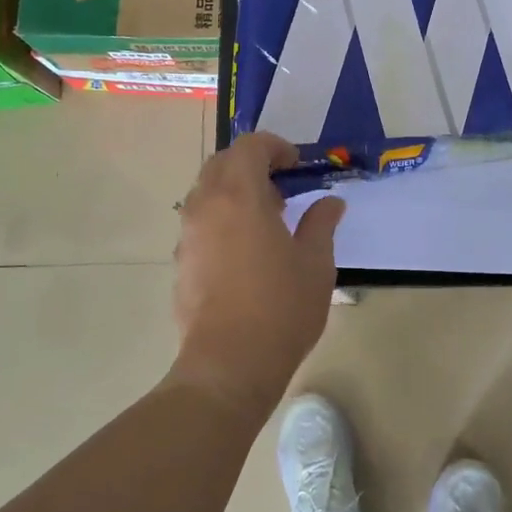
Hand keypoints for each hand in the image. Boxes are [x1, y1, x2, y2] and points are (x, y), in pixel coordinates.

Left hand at [170, 132, 345, 419]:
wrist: (229, 364)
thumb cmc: (281, 308)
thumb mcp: (316, 263)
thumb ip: (321, 224)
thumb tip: (330, 203)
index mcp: (239, 196)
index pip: (250, 147)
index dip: (275, 147)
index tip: (297, 166)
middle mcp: (205, 206)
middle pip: (221, 163)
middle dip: (251, 165)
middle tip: (281, 190)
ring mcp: (187, 235)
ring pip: (205, 193)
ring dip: (233, 192)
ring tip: (266, 221)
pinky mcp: (181, 262)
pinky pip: (199, 223)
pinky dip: (221, 219)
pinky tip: (245, 252)